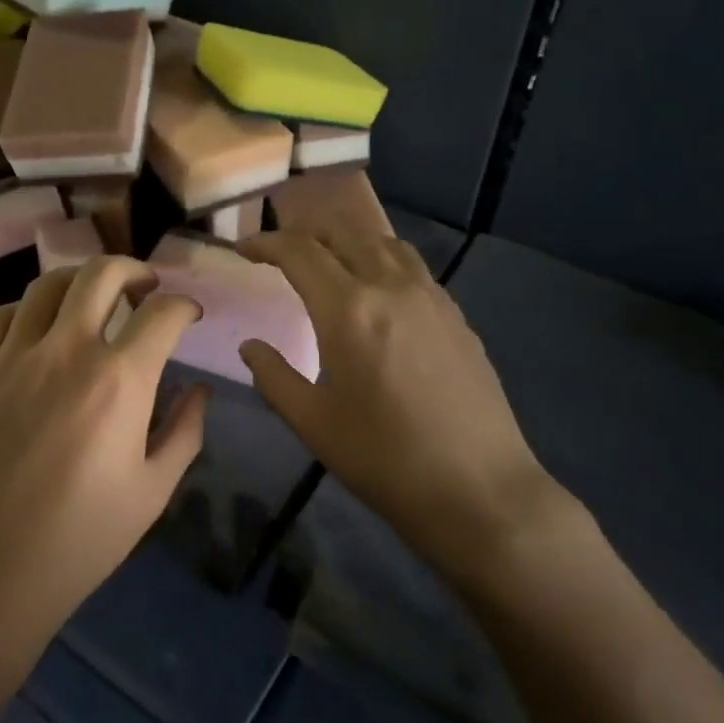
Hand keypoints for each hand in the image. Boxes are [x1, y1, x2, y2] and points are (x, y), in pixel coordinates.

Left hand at [0, 257, 206, 655]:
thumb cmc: (79, 541)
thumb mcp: (152, 492)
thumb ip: (184, 432)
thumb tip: (199, 390)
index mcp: (119, 381)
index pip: (162, 314)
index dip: (184, 306)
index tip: (189, 316)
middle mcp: (65, 352)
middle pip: (101, 274)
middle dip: (134, 269)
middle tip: (145, 287)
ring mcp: (11, 358)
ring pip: (47, 285)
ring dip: (79, 281)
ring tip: (92, 299)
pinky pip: (0, 317)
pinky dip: (26, 310)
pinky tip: (36, 329)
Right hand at [238, 231, 564, 580]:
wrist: (479, 490)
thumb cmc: (385, 459)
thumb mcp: (314, 423)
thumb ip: (274, 377)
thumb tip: (251, 347)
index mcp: (348, 310)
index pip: (300, 251)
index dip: (266, 243)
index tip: (244, 249)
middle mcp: (390, 287)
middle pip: (344, 232)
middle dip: (306, 233)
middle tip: (282, 253)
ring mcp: (431, 297)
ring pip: (383, 242)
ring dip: (347, 241)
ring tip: (329, 263)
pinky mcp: (456, 315)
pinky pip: (412, 267)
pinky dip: (381, 261)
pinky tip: (377, 294)